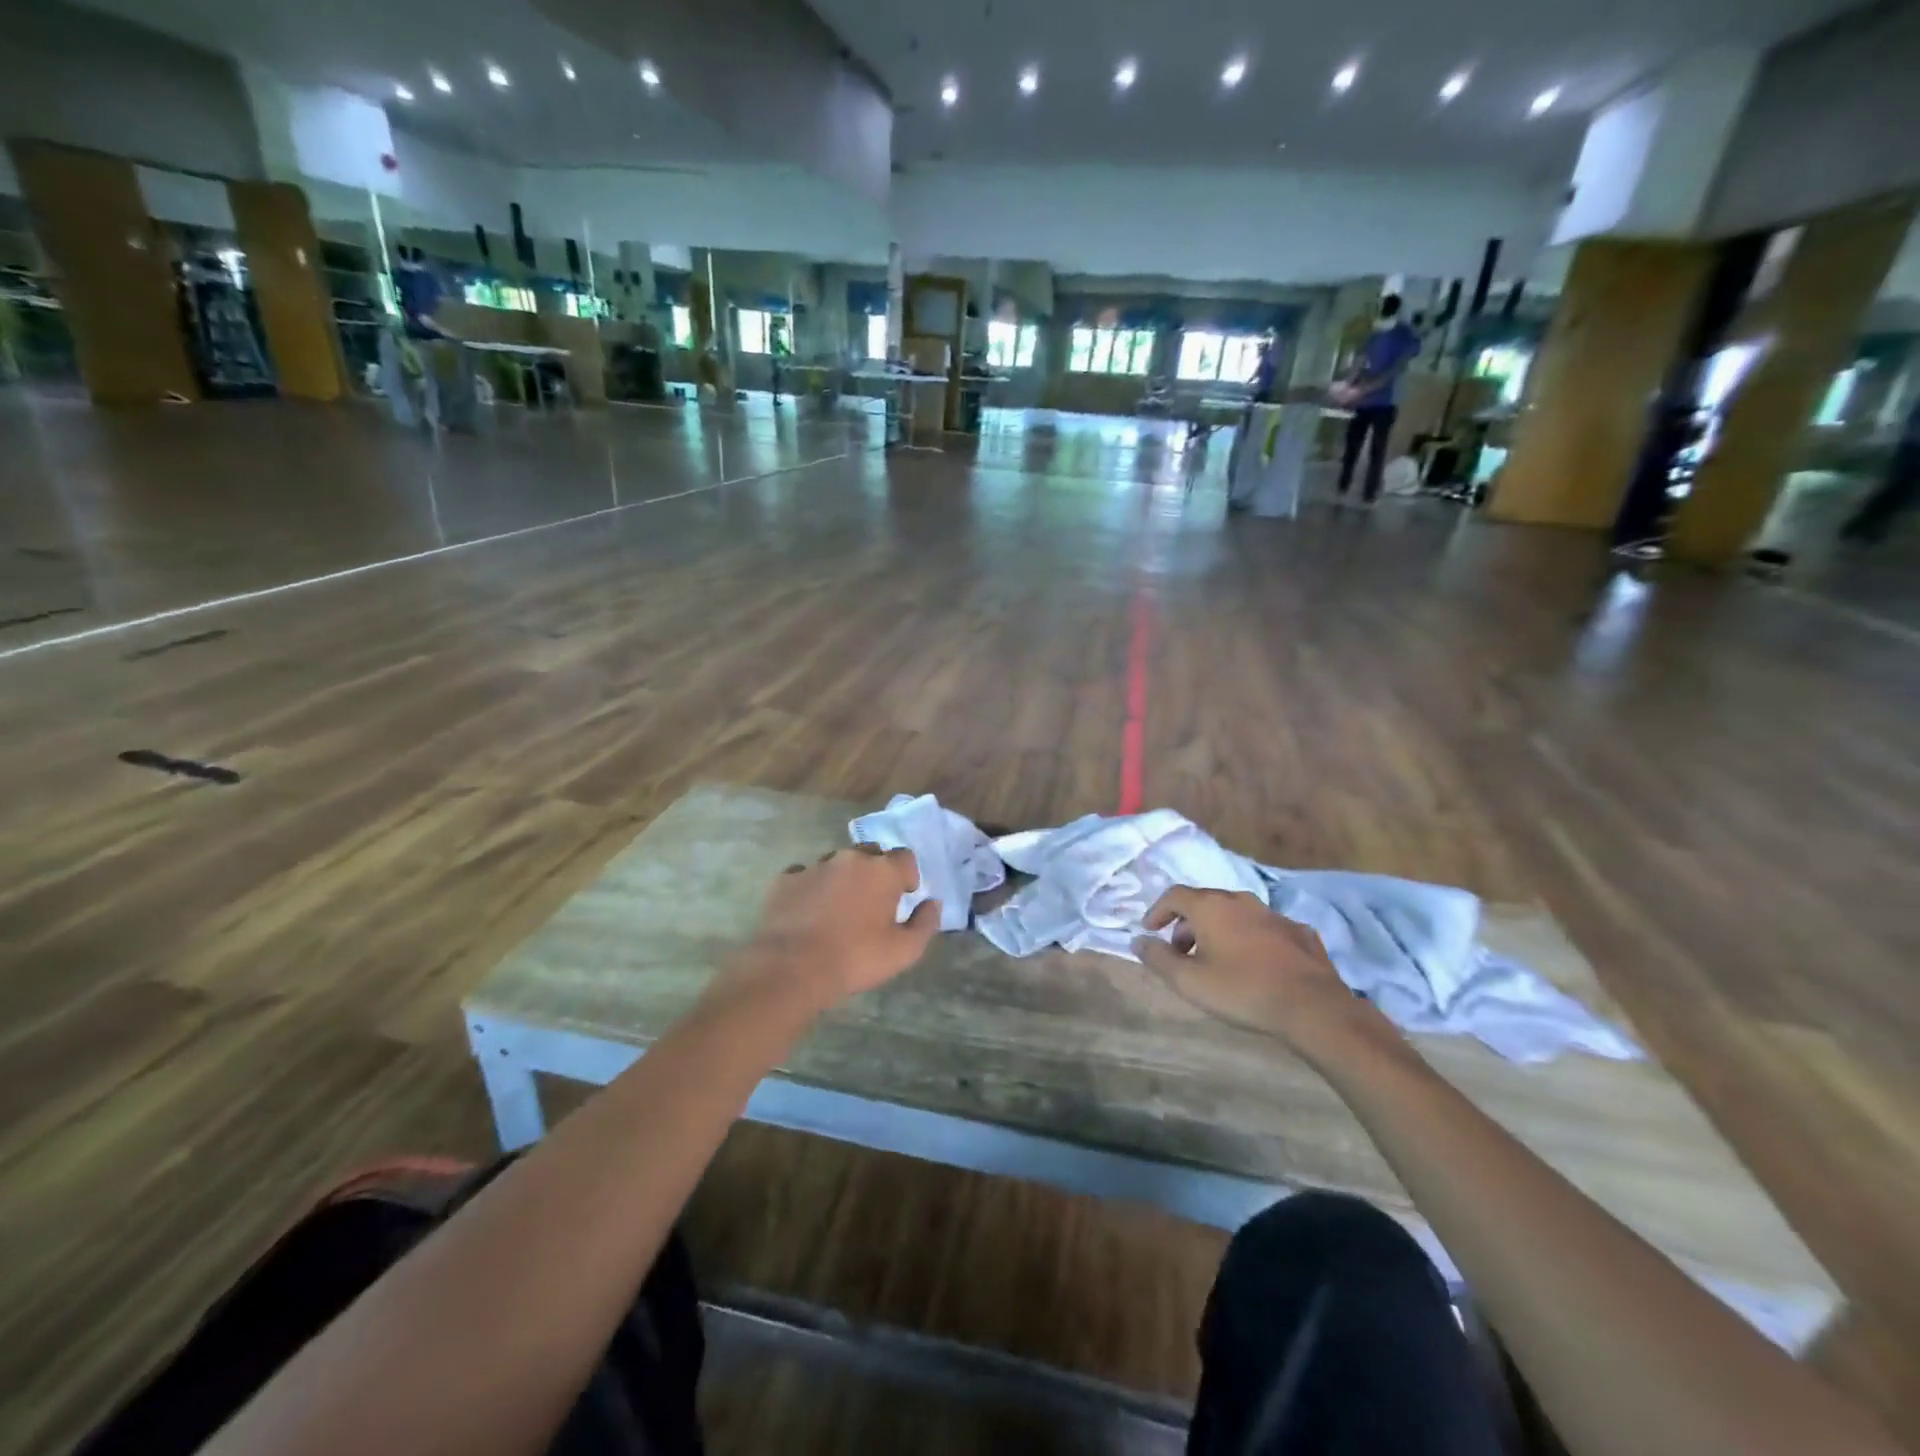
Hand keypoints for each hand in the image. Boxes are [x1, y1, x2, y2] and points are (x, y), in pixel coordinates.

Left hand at [736, 845, 939, 1008]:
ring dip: (843, 877)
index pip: (905, 857)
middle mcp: (850, 858)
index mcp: (883, 871)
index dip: (908, 875)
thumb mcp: (903, 951)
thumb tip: (932, 903)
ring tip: (838, 907)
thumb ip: (925, 923)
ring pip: (837, 862)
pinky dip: (811, 887)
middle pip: (871, 853)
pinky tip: (808, 911)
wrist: (791, 968)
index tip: (904, 896)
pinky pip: (805, 875)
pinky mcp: (786, 879)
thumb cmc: (855, 958)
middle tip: (873, 901)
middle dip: (876, 871)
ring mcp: (815, 866)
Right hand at [1132, 887, 1391, 1057]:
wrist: (1312, 1007)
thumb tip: (1138, 941)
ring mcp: (1273, 914)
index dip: (1158, 911)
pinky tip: (1255, 963)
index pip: (1174, 895)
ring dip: (1219, 930)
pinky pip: (1265, 929)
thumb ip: (1158, 959)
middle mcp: (1241, 901)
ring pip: (1236, 914)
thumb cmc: (1241, 991)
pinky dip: (1251, 940)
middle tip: (1181, 950)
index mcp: (1211, 906)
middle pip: (1205, 902)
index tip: (1150, 930)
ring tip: (1216, 959)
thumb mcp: (1189, 981)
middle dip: (1187, 923)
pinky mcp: (1300, 933)